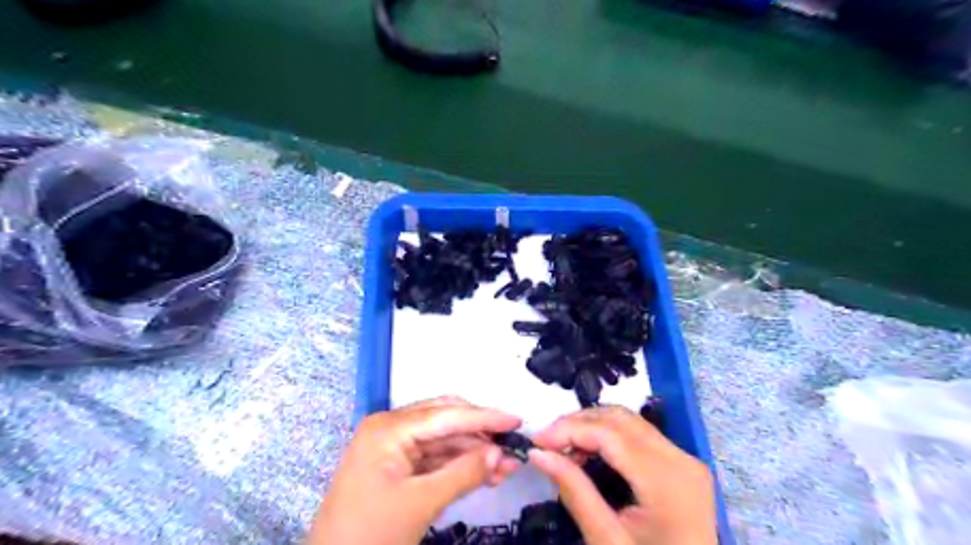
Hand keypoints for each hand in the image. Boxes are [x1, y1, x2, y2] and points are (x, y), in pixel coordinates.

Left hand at [308, 396, 524, 544]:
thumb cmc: (370, 533)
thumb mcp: (420, 503)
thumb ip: (463, 474)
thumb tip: (500, 453)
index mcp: (389, 428)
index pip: (446, 415)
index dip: (484, 417)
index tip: (516, 420)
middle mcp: (391, 428)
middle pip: (446, 421)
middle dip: (480, 433)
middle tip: (513, 442)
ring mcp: (393, 447)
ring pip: (444, 441)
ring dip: (474, 452)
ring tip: (507, 466)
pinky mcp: (397, 467)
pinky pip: (435, 458)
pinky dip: (460, 465)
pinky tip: (486, 474)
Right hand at [527, 404, 714, 544]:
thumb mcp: (606, 540)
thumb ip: (574, 491)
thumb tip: (538, 454)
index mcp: (667, 479)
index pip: (609, 434)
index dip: (568, 429)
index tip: (535, 441)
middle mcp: (681, 459)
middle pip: (620, 419)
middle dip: (578, 423)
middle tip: (547, 443)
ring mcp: (685, 460)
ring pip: (629, 422)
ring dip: (592, 426)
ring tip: (563, 447)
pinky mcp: (682, 466)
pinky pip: (640, 436)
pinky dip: (609, 436)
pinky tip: (589, 453)